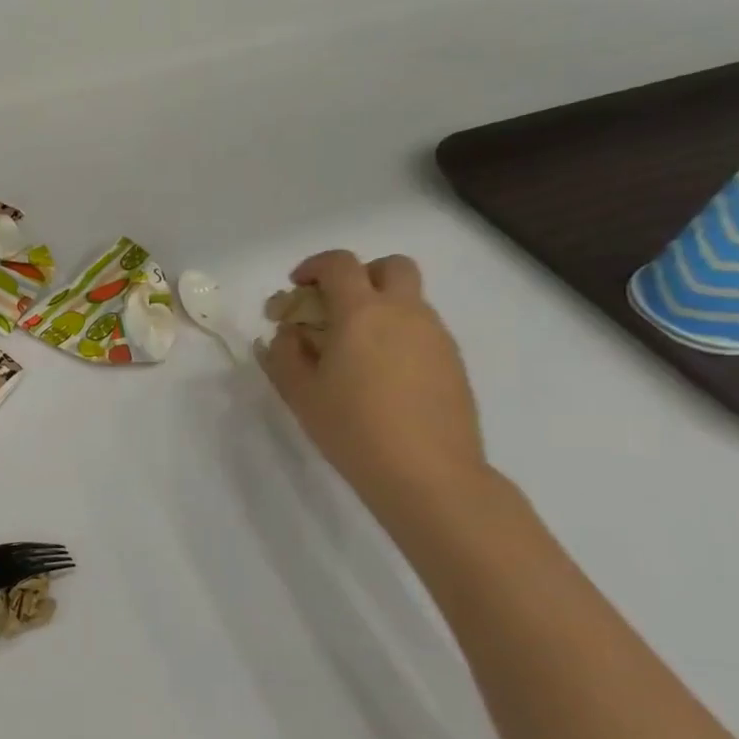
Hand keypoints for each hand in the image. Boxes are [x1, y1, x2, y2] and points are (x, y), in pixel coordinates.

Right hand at [261, 251, 487, 505]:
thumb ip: (285, 354)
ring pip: (409, 300)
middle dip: (360, 276)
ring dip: (379, 309)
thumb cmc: (353, 428)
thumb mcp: (300, 393)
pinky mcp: (453, 363)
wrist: (428, 474)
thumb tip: (288, 334)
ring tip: (354, 352)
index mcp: (362, 312)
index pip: (339, 264)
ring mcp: (435, 337)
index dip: (314, 267)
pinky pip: (422, 331)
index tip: (297, 288)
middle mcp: (405, 313)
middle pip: (390, 267)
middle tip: (336, 307)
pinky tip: (381, 377)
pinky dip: (398, 336)